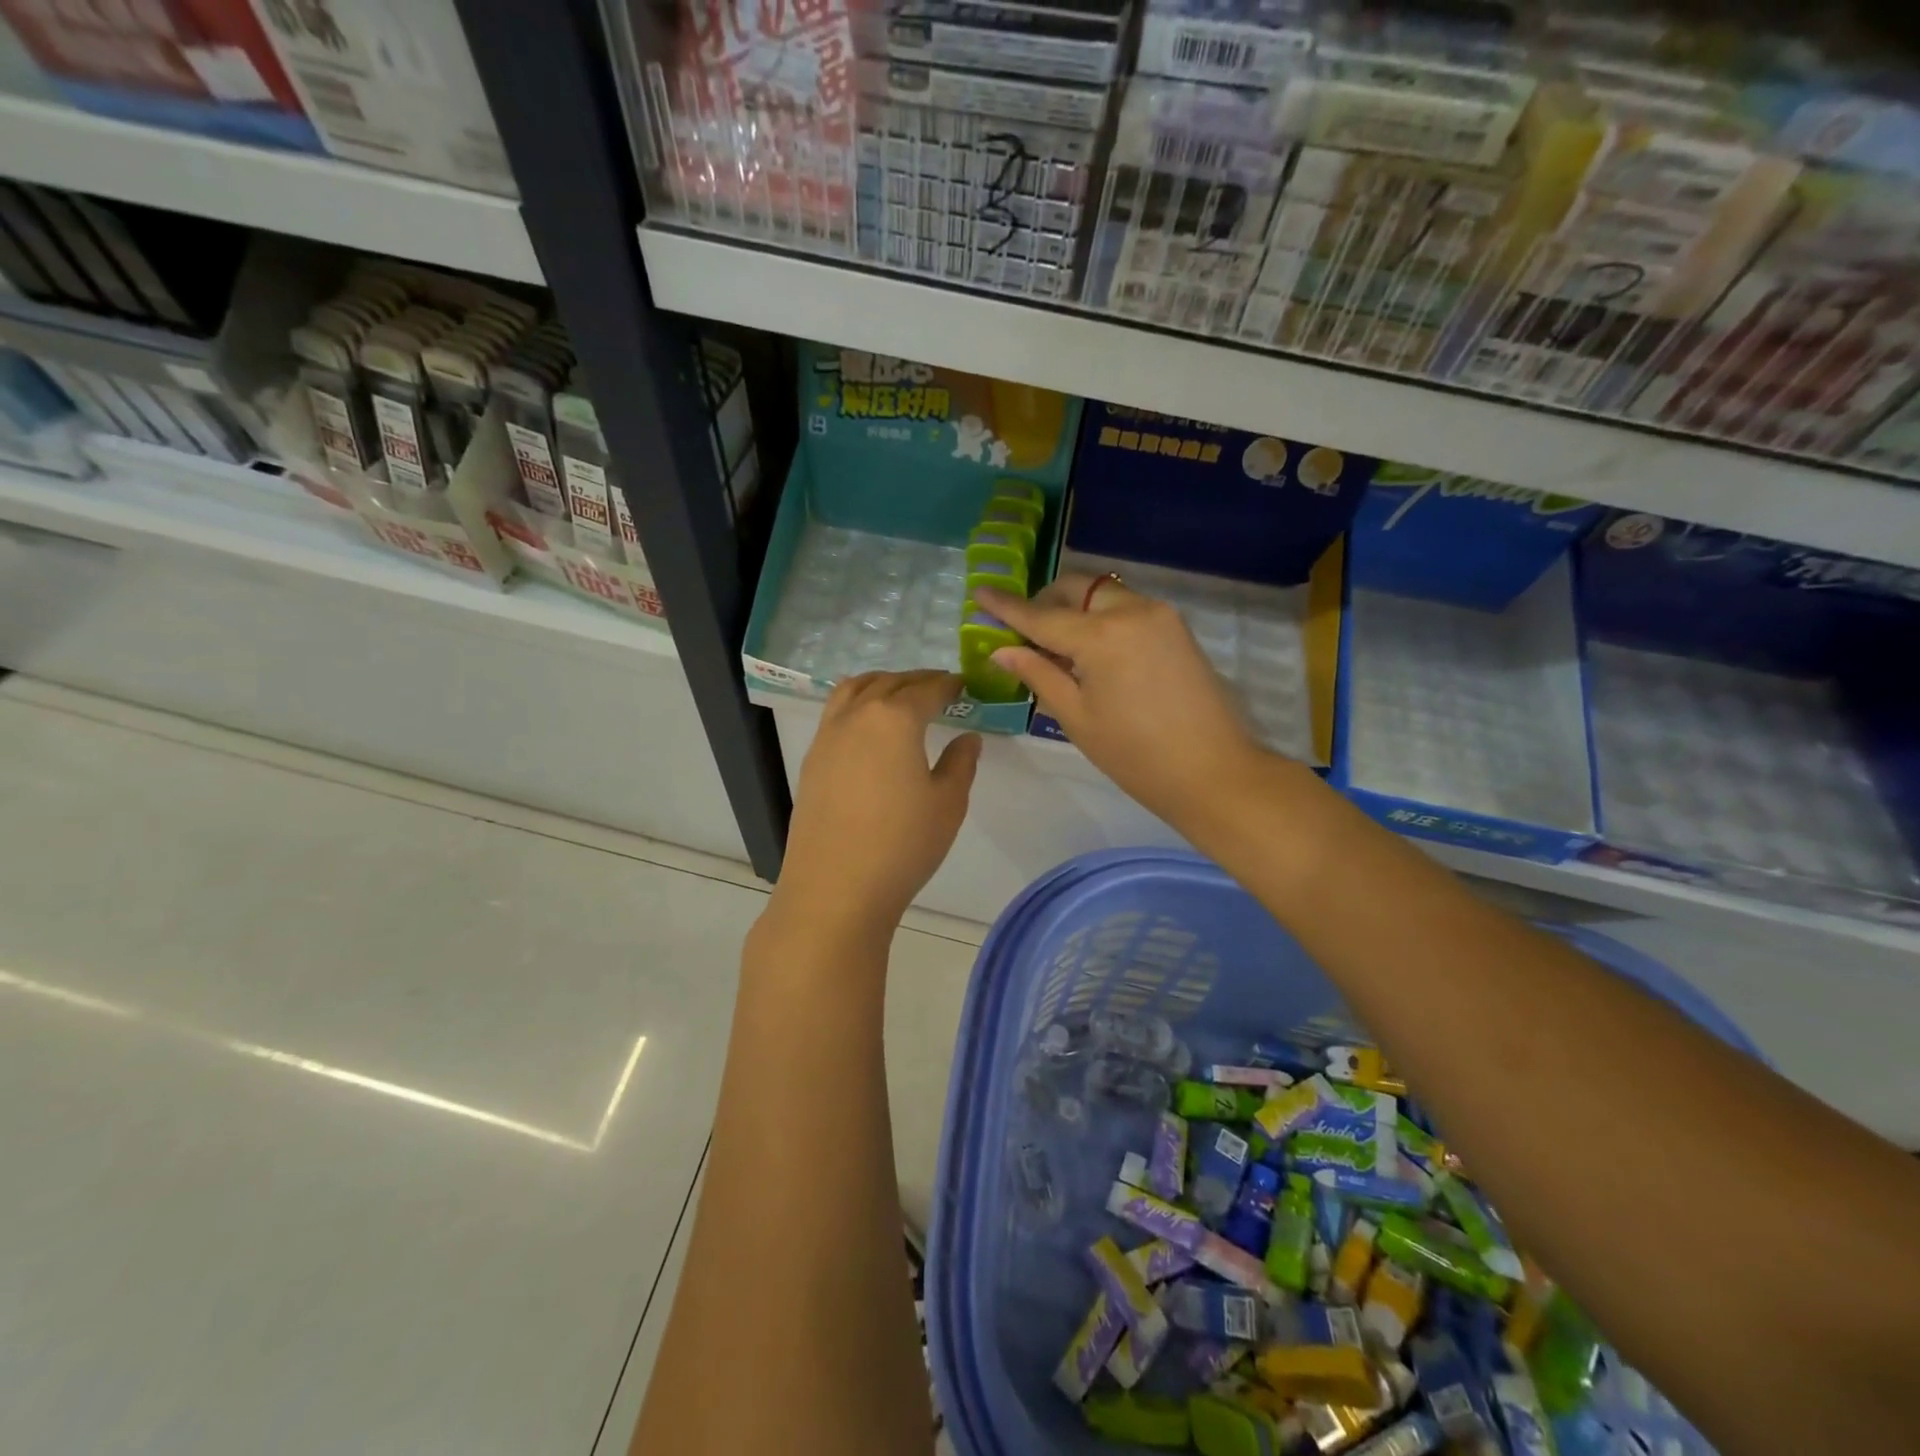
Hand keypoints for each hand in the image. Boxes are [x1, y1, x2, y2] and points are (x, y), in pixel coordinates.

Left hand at [769, 670, 981, 943]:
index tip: (962, 684)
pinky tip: (868, 727)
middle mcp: (856, 716)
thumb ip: (960, 763)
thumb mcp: (947, 803)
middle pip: (888, 683)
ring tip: (899, 694)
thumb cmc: (902, 844)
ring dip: (880, 684)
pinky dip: (856, 704)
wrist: (835, 888)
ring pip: (853, 690)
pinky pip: (835, 713)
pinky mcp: (811, 760)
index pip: (926, 690)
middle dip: (916, 680)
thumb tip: (968, 738)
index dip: (947, 685)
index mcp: (894, 719)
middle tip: (938, 686)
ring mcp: (827, 736)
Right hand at [975, 574, 1263, 829]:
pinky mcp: (1176, 628)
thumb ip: (1039, 674)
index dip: (1006, 606)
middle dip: (1046, 601)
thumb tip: (1003, 650)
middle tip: (1025, 632)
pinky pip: (1127, 608)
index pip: (1041, 616)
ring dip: (1076, 609)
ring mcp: (1160, 615)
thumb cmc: (1135, 755)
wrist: (1213, 772)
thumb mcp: (1077, 717)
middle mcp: (1132, 611)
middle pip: (1076, 589)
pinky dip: (1102, 619)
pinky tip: (1094, 653)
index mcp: (1102, 636)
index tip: (979, 591)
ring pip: (1104, 595)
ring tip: (1060, 649)